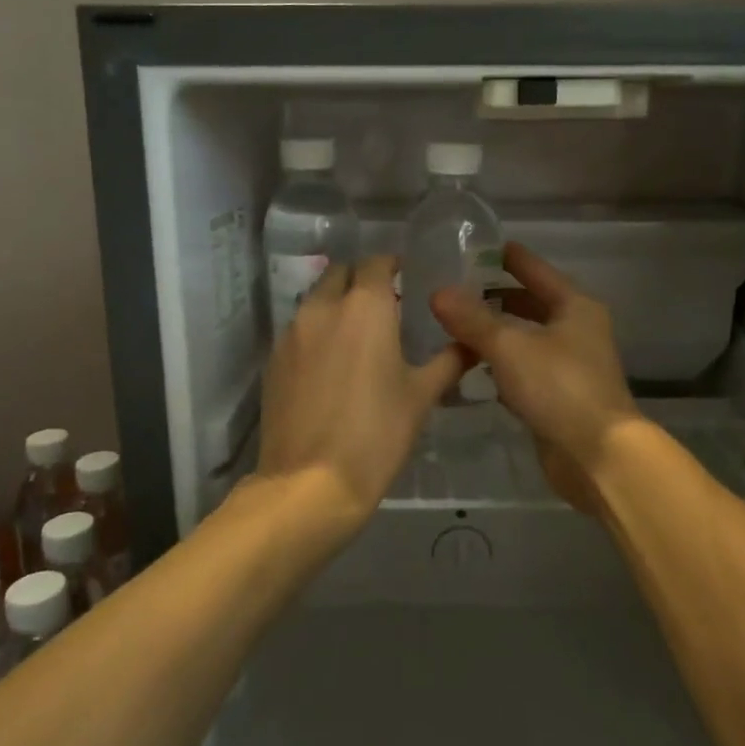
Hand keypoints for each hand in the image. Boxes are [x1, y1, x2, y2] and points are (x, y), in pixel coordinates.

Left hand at [257, 256, 465, 519]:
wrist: (309, 483)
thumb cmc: (376, 434)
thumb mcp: (421, 397)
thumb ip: (448, 361)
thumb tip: (470, 343)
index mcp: (365, 306)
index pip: (376, 262)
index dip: (392, 265)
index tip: (406, 278)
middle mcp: (323, 307)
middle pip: (340, 273)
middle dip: (361, 279)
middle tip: (384, 305)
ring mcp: (292, 333)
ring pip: (316, 300)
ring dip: (337, 304)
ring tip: (358, 335)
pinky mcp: (274, 360)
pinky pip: (299, 330)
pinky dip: (317, 332)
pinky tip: (331, 365)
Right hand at [430, 243, 640, 511]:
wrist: (597, 454)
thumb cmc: (558, 387)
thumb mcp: (509, 346)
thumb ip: (472, 319)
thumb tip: (438, 292)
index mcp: (575, 306)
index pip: (535, 269)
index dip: (507, 257)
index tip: (476, 246)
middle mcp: (576, 329)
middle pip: (531, 304)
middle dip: (495, 297)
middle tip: (454, 289)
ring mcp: (570, 364)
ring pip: (525, 338)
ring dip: (495, 332)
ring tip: (453, 324)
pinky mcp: (559, 396)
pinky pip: (523, 369)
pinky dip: (500, 364)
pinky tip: (470, 366)